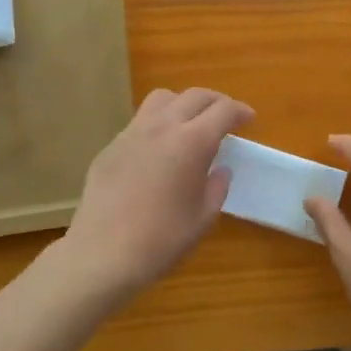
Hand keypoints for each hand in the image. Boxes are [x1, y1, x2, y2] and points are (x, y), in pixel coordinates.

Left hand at [59, 87, 252, 298]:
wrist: (102, 254)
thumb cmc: (161, 239)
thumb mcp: (203, 217)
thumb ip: (217, 187)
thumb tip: (220, 170)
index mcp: (192, 142)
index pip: (223, 111)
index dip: (239, 111)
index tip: (248, 118)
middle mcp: (162, 127)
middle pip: (194, 96)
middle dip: (215, 101)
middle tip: (225, 117)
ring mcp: (132, 133)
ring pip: (162, 99)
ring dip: (183, 103)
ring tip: (189, 123)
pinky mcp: (111, 147)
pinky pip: (139, 122)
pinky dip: (158, 124)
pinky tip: (158, 150)